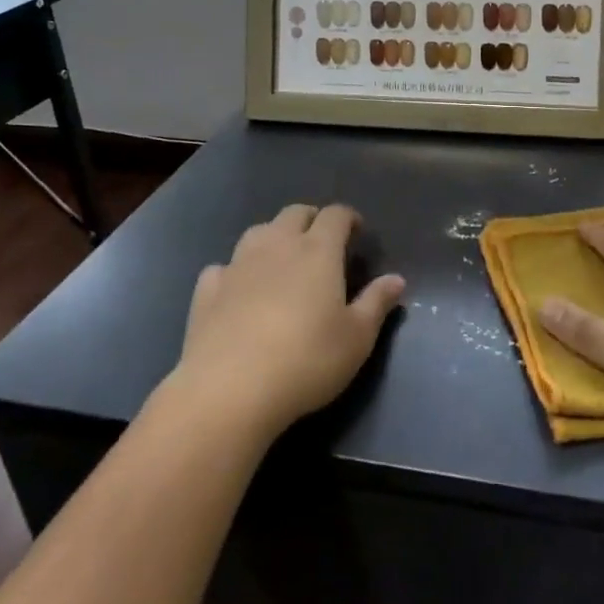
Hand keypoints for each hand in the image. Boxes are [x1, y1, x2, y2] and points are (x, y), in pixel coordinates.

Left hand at [175, 203, 403, 439]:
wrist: (229, 389)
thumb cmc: (307, 360)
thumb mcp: (357, 338)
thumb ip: (376, 303)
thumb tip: (396, 279)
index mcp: (318, 251)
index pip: (335, 215)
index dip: (348, 218)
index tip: (357, 233)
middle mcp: (277, 246)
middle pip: (295, 213)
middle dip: (311, 220)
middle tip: (322, 243)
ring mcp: (238, 265)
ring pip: (258, 232)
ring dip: (273, 237)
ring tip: (282, 260)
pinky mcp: (207, 290)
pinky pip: (224, 267)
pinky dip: (235, 271)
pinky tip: (238, 290)